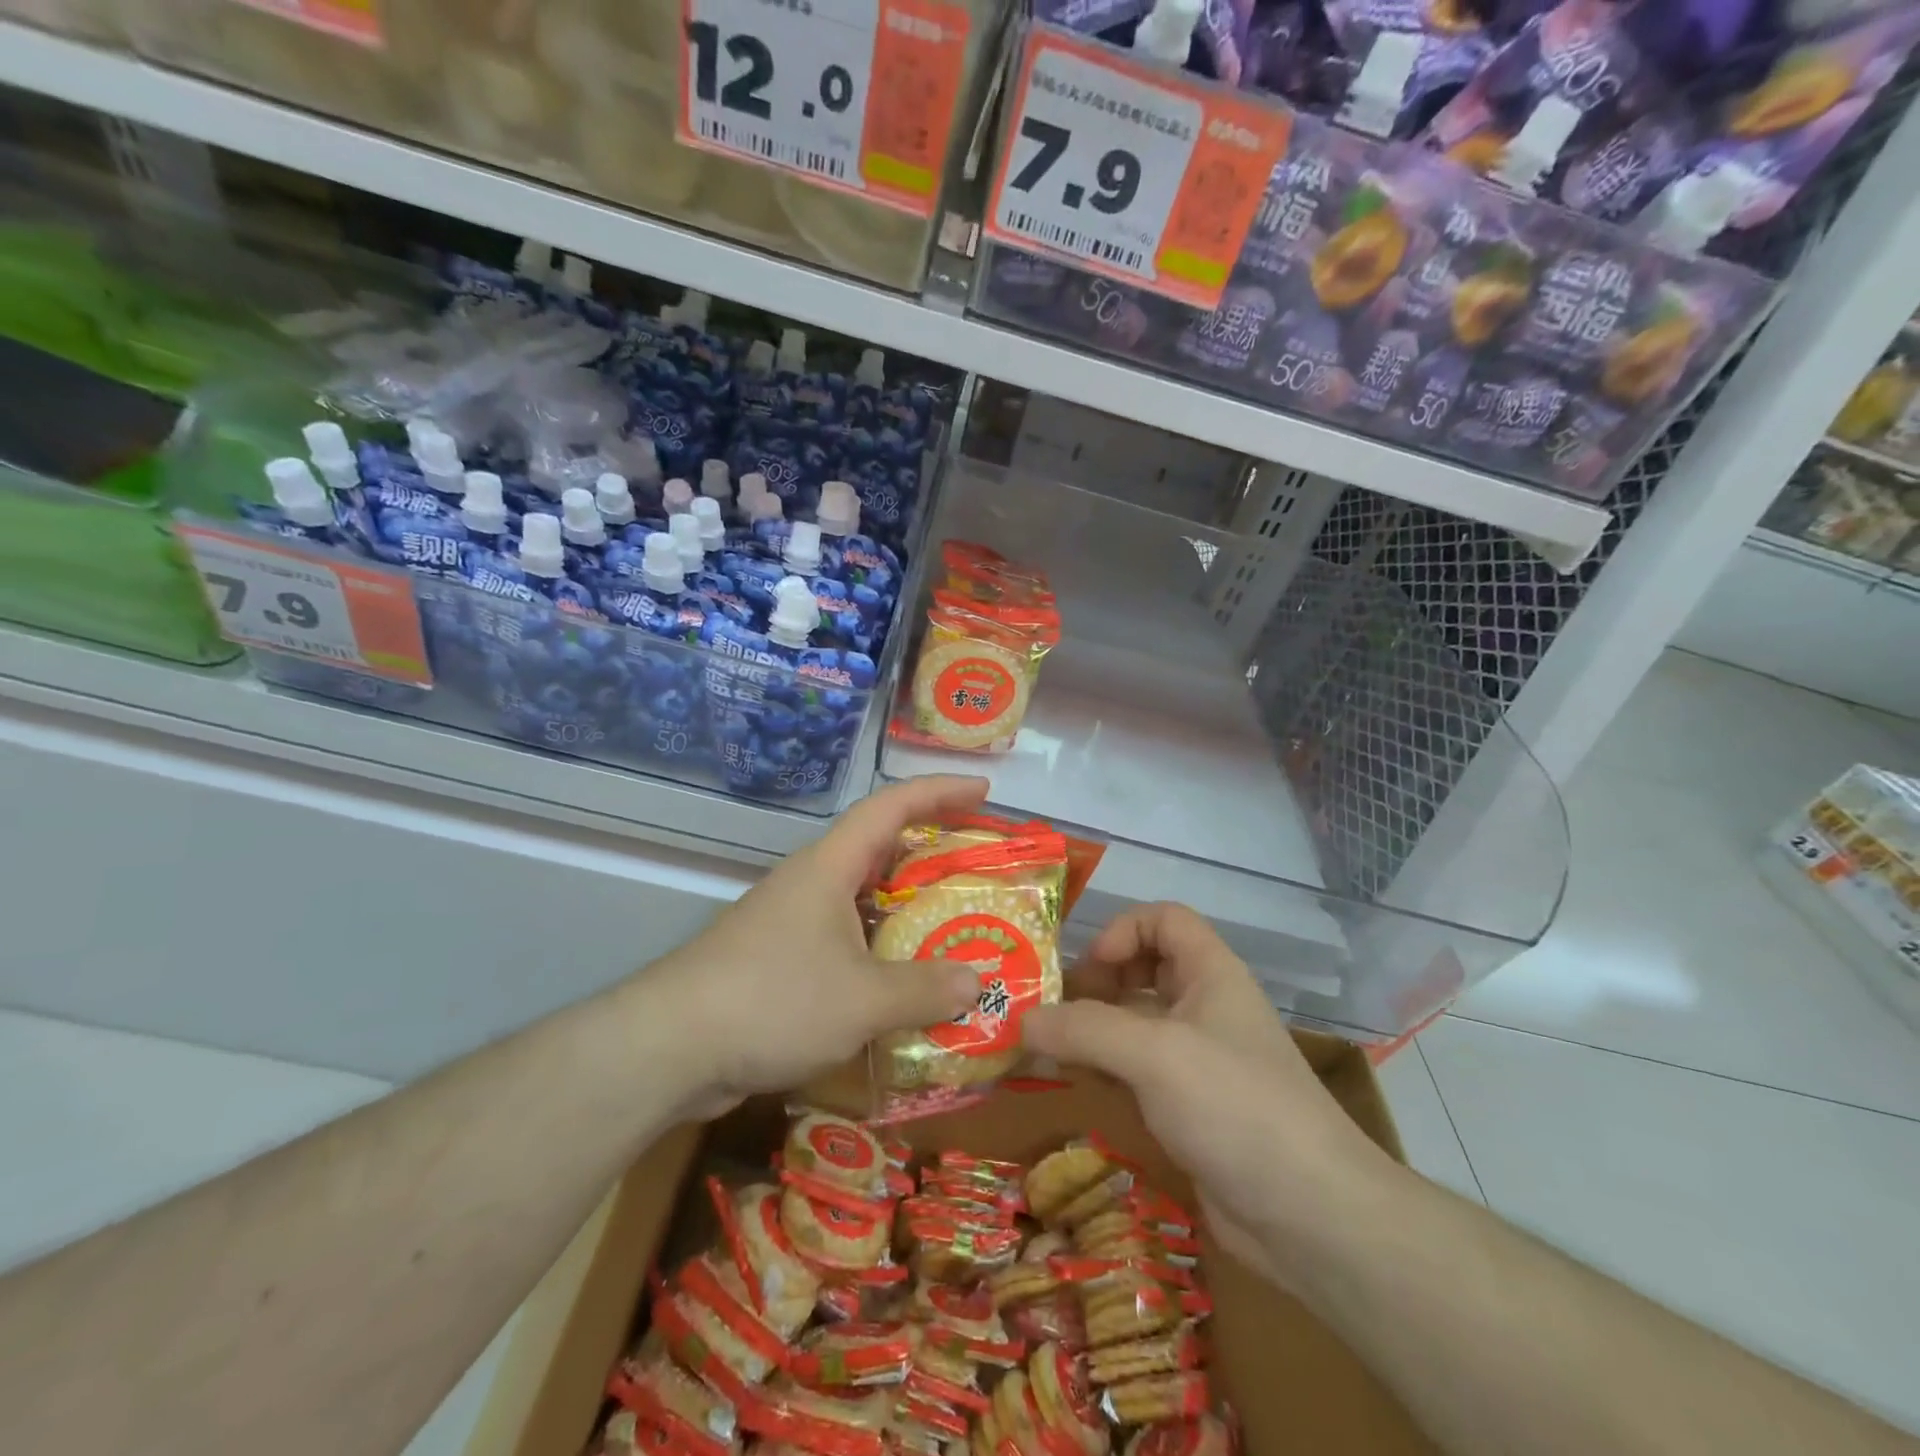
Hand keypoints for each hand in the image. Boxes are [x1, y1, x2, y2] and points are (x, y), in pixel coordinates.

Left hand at [644, 775, 989, 1117]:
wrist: (669, 1047)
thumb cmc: (772, 1000)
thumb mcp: (862, 1000)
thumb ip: (924, 990)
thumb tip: (977, 983)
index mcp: (830, 867)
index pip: (891, 807)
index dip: (940, 791)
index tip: (984, 790)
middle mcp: (810, 883)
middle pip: (879, 847)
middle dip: (930, 848)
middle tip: (978, 862)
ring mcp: (790, 920)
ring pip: (861, 898)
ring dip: (906, 905)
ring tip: (952, 923)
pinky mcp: (778, 960)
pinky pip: (844, 939)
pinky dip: (879, 949)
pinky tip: (901, 982)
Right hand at [1023, 903, 1390, 1284]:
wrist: (1311, 1217)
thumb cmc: (1235, 1105)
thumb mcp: (1154, 1054)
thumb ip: (1083, 1029)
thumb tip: (1021, 1020)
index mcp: (1210, 974)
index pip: (1164, 919)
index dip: (1123, 930)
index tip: (1090, 970)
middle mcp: (1204, 1008)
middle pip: (1143, 969)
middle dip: (1095, 982)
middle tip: (1052, 1010)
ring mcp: (1196, 1060)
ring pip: (1134, 1024)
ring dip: (1090, 1031)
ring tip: (1043, 1049)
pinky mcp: (1188, 1108)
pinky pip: (1135, 1072)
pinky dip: (1102, 1071)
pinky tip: (1071, 1087)